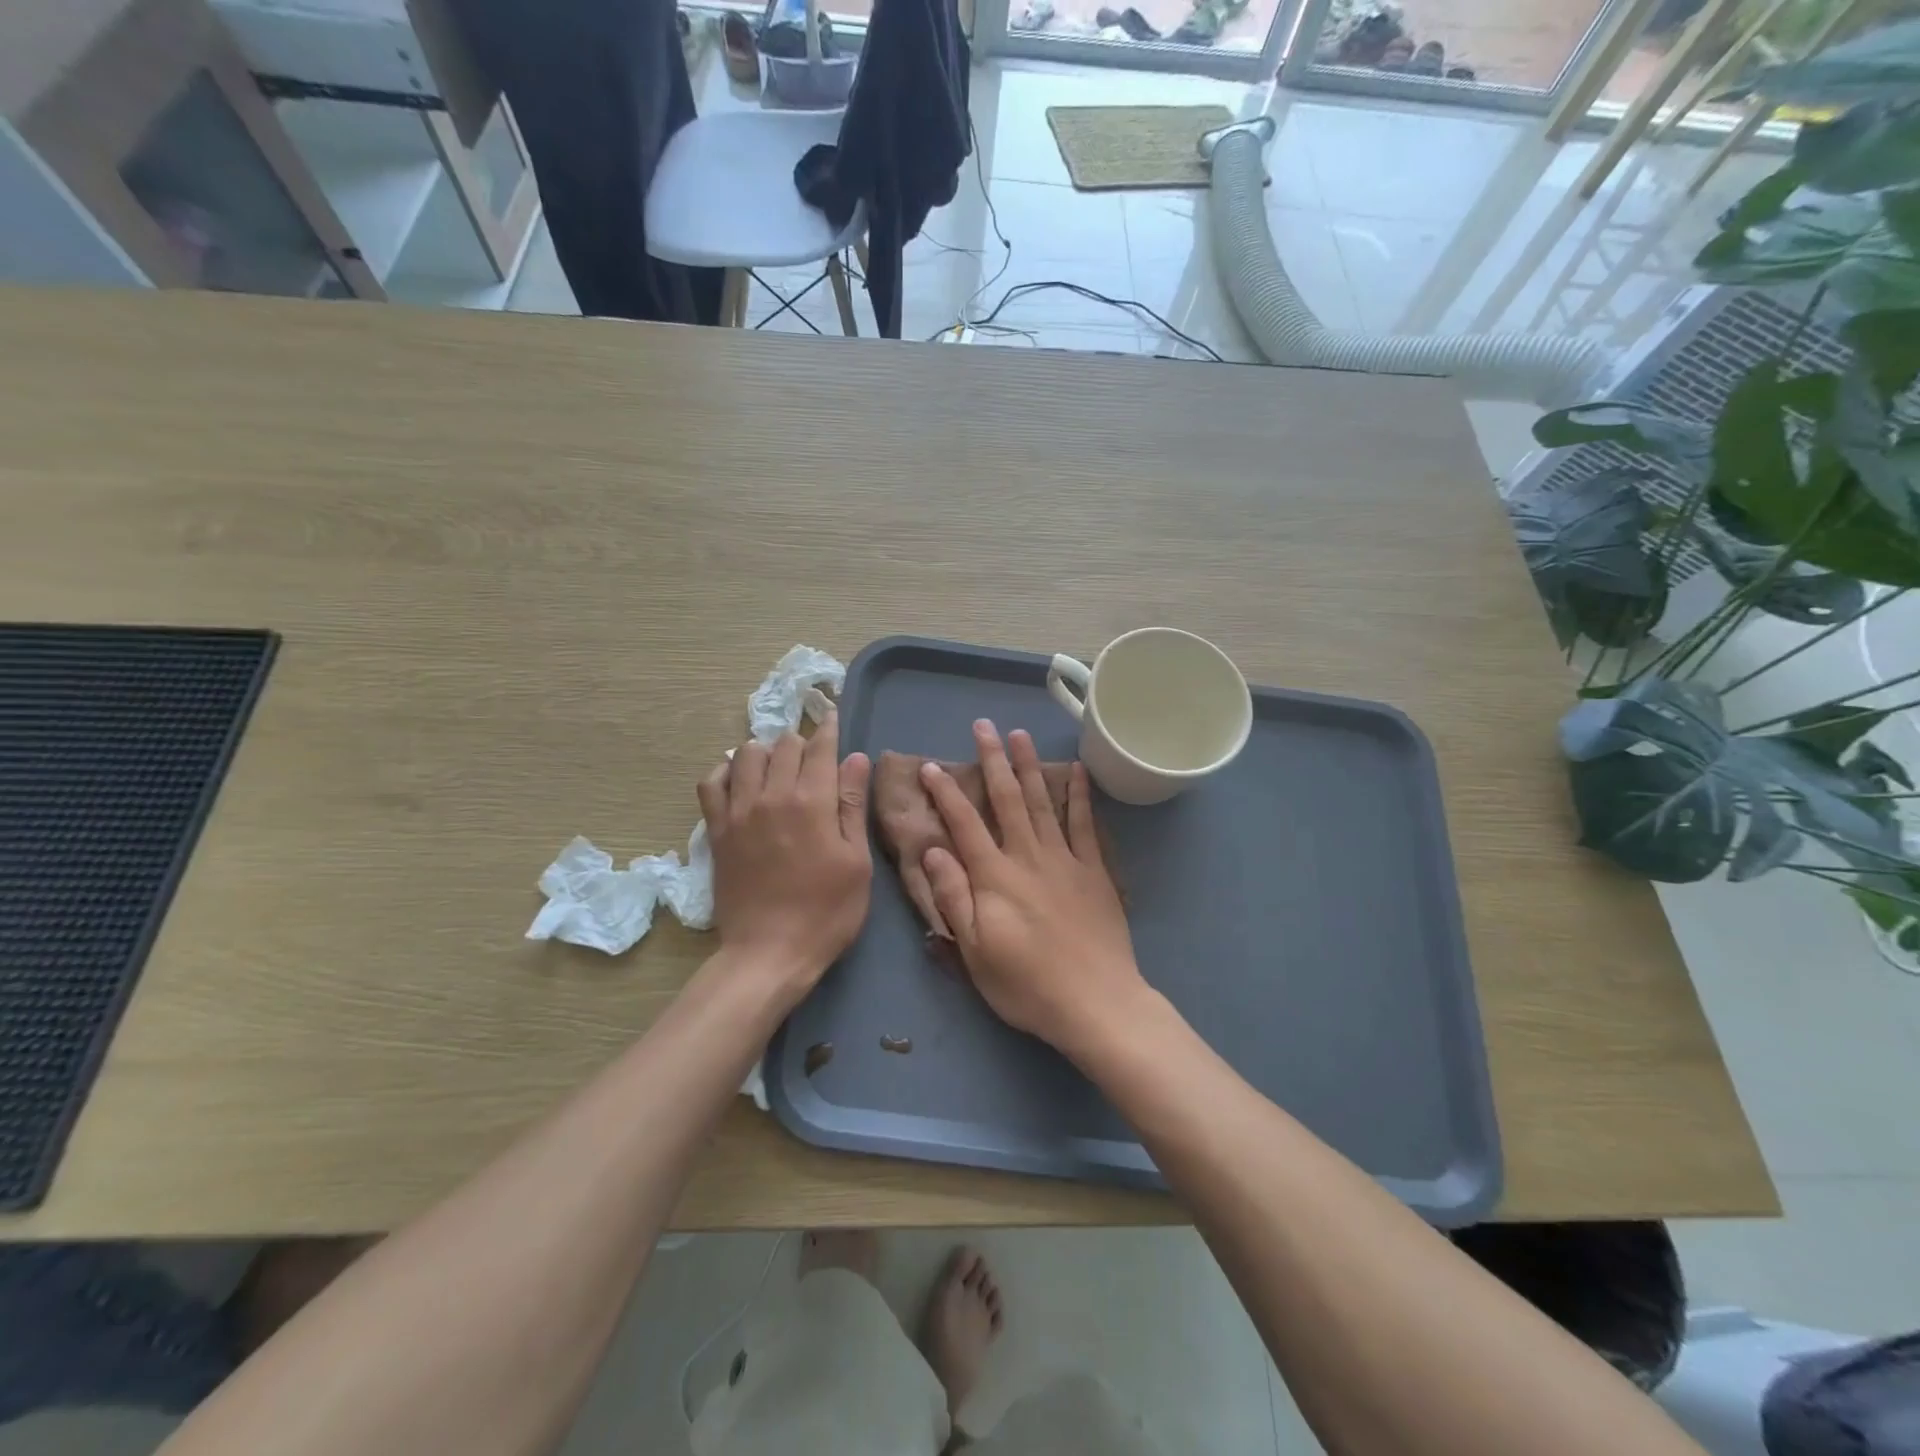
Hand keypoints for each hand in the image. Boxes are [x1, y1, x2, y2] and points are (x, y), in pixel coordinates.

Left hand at [698, 710, 872, 1004]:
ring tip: (779, 766)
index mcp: (812, 801)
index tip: (833, 716)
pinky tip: (740, 779)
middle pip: (784, 744)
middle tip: (814, 757)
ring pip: (747, 754)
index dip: (829, 728)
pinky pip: (712, 782)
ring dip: (766, 750)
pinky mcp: (718, 829)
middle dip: (802, 742)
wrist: (769, 953)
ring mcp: (739, 811)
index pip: (820, 747)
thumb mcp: (856, 861)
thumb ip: (852, 805)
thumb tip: (856, 758)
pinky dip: (726, 771)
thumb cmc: (827, 911)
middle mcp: (772, 795)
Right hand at [919, 720, 1146, 1052]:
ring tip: (1020, 734)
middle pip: (1006, 799)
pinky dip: (1079, 795)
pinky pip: (1085, 824)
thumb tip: (931, 850)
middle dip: (993, 760)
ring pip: (1042, 802)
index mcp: (995, 877)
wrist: (1096, 1003)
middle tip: (983, 726)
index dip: (946, 793)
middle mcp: (1028, 857)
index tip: (932, 766)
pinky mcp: (1094, 871)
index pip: (964, 824)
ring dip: (1029, 766)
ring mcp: (1065, 860)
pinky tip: (1076, 771)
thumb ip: (954, 897)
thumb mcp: (975, 951)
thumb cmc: (1027, 985)